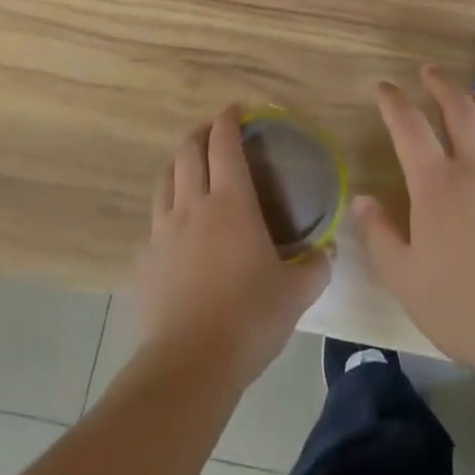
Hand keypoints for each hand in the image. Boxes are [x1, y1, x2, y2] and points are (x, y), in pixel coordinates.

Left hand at [133, 105, 331, 391]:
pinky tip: (175, 229)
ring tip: (189, 168)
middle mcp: (193, 205)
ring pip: (165, 179)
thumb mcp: (296, 293)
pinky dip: (166, 211)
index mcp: (231, 202)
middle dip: (200, 133)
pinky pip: (154, 222)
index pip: (224, 143)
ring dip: (178, 164)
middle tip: (214, 133)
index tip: (236, 109)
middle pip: (188, 151)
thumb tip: (328, 250)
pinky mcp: (145, 260)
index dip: (228, 119)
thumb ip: (316, 266)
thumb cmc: (249, 318)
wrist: (189, 365)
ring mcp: (163, 231)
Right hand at [351, 66, 474, 376]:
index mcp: (437, 183)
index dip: (393, 101)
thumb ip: (380, 235)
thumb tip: (361, 199)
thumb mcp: (406, 279)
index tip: (383, 86)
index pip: (409, 126)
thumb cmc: (465, 306)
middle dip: (441, 85)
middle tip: (430, 71)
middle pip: (460, 109)